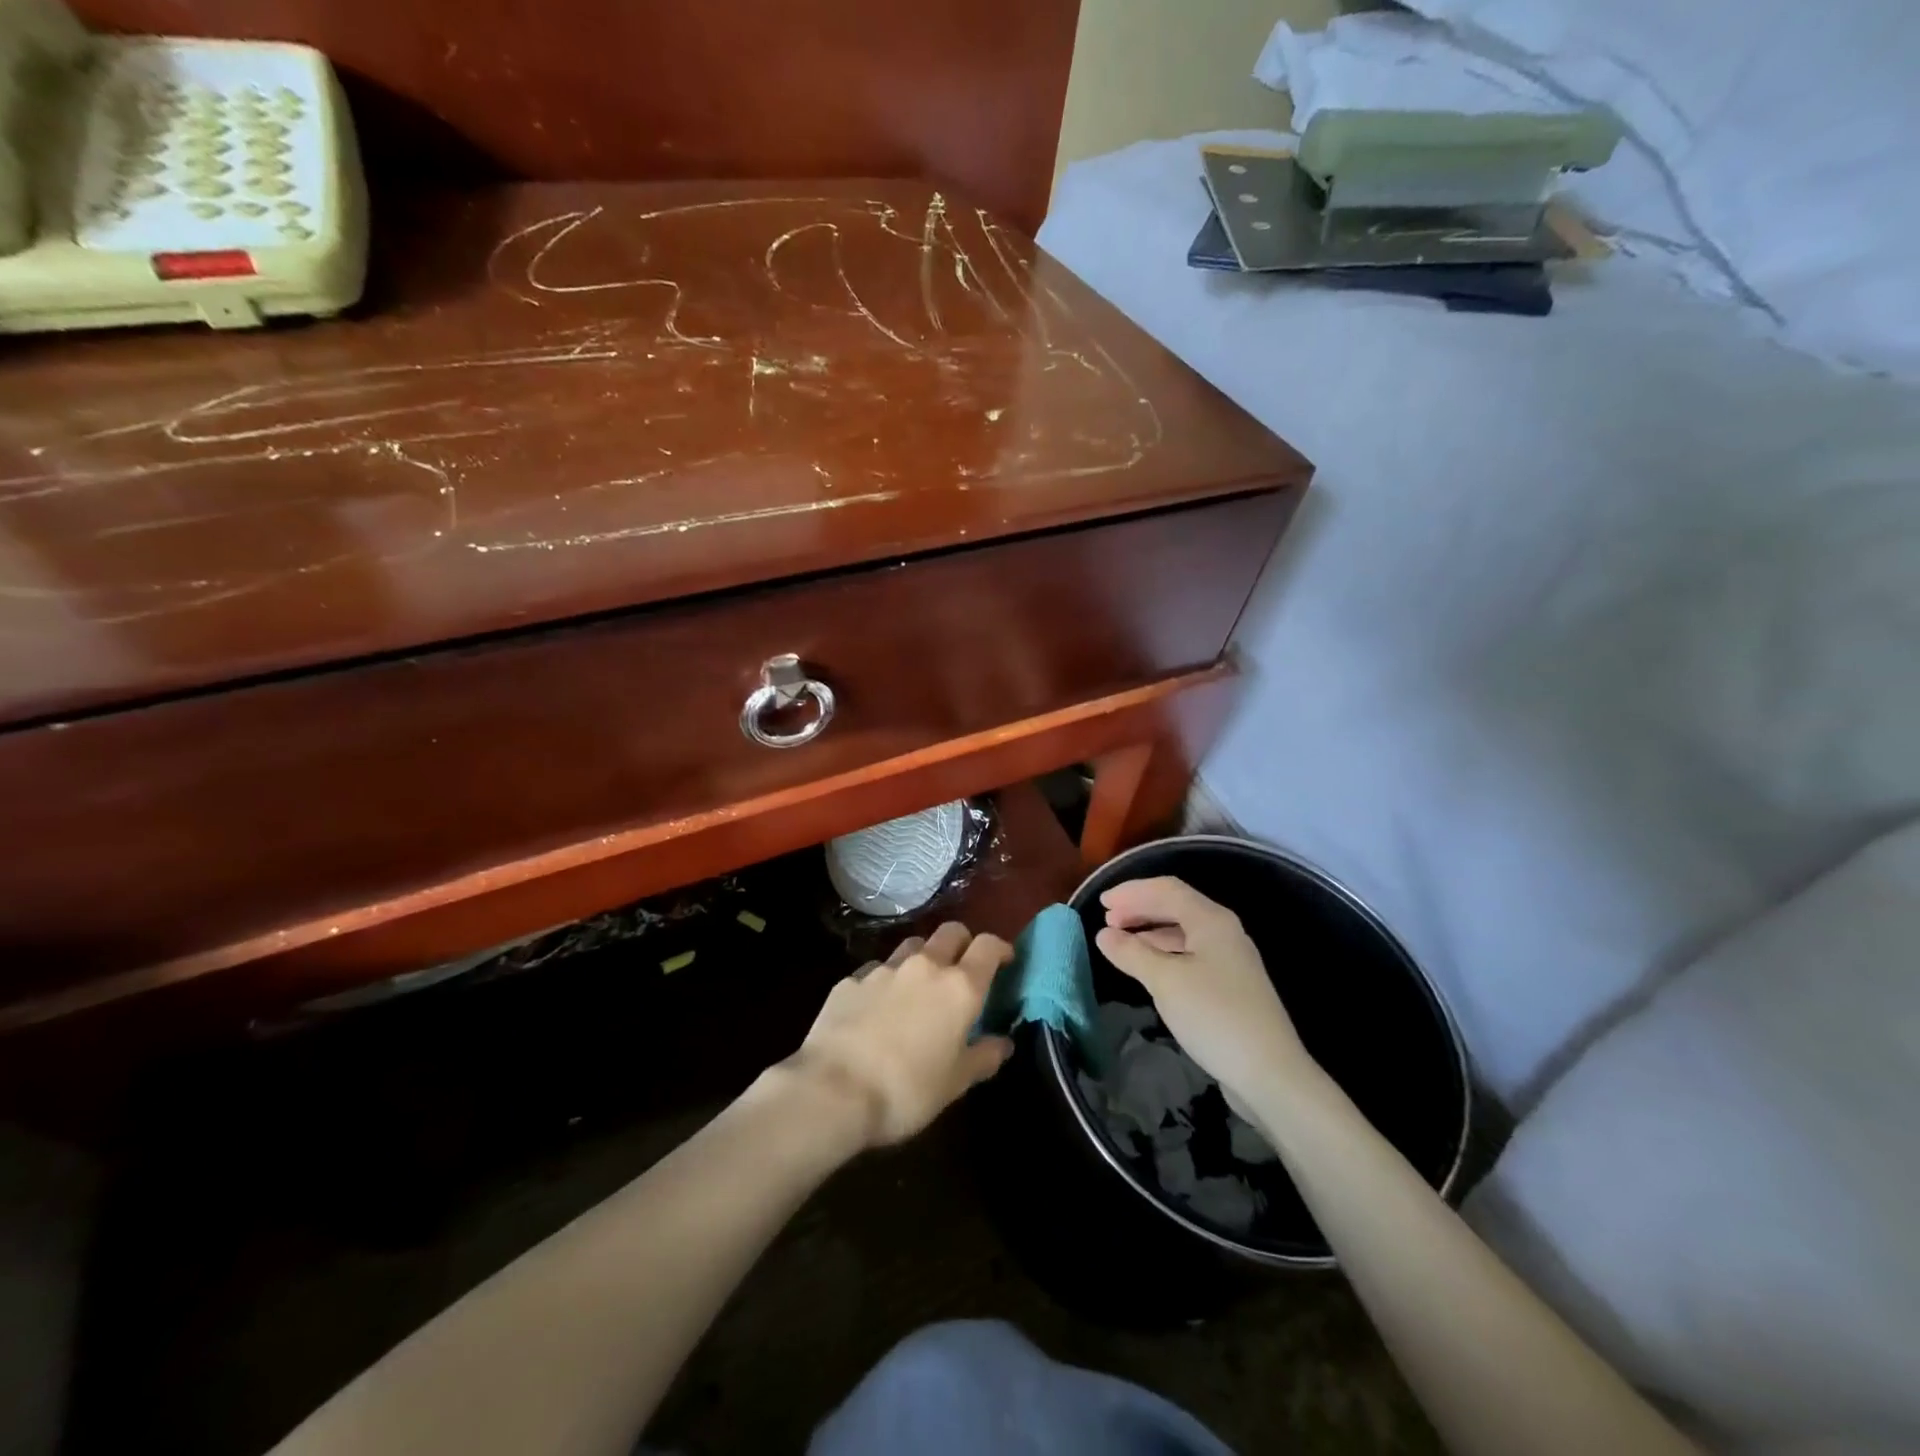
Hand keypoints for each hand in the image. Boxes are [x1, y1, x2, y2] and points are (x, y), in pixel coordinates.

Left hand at [787, 921, 1014, 1148]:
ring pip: (913, 946)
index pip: (988, 946)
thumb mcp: (956, 1083)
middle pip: (951, 932)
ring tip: (920, 985)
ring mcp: (884, 969)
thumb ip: (984, 1057)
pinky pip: (877, 970)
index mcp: (959, 987)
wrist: (833, 1090)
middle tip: (963, 967)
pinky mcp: (851, 980)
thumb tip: (1003, 1043)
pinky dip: (886, 981)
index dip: (1000, 948)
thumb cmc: (907, 1090)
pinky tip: (878, 1006)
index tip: (1005, 961)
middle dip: (962, 943)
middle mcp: (924, 966)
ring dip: (923, 957)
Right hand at [1094, 877, 1314, 1107]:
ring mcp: (1229, 959)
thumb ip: (1132, 953)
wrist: (1269, 1073)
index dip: (1132, 891)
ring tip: (1121, 940)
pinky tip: (1148, 966)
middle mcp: (1224, 932)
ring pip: (1183, 931)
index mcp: (1211, 921)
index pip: (1166, 889)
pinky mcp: (1230, 985)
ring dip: (1150, 930)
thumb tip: (1104, 934)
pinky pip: (1189, 954)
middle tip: (1107, 919)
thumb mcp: (1165, 981)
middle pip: (1176, 906)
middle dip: (1140, 908)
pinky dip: (1163, 952)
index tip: (1101, 902)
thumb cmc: (1215, 1016)